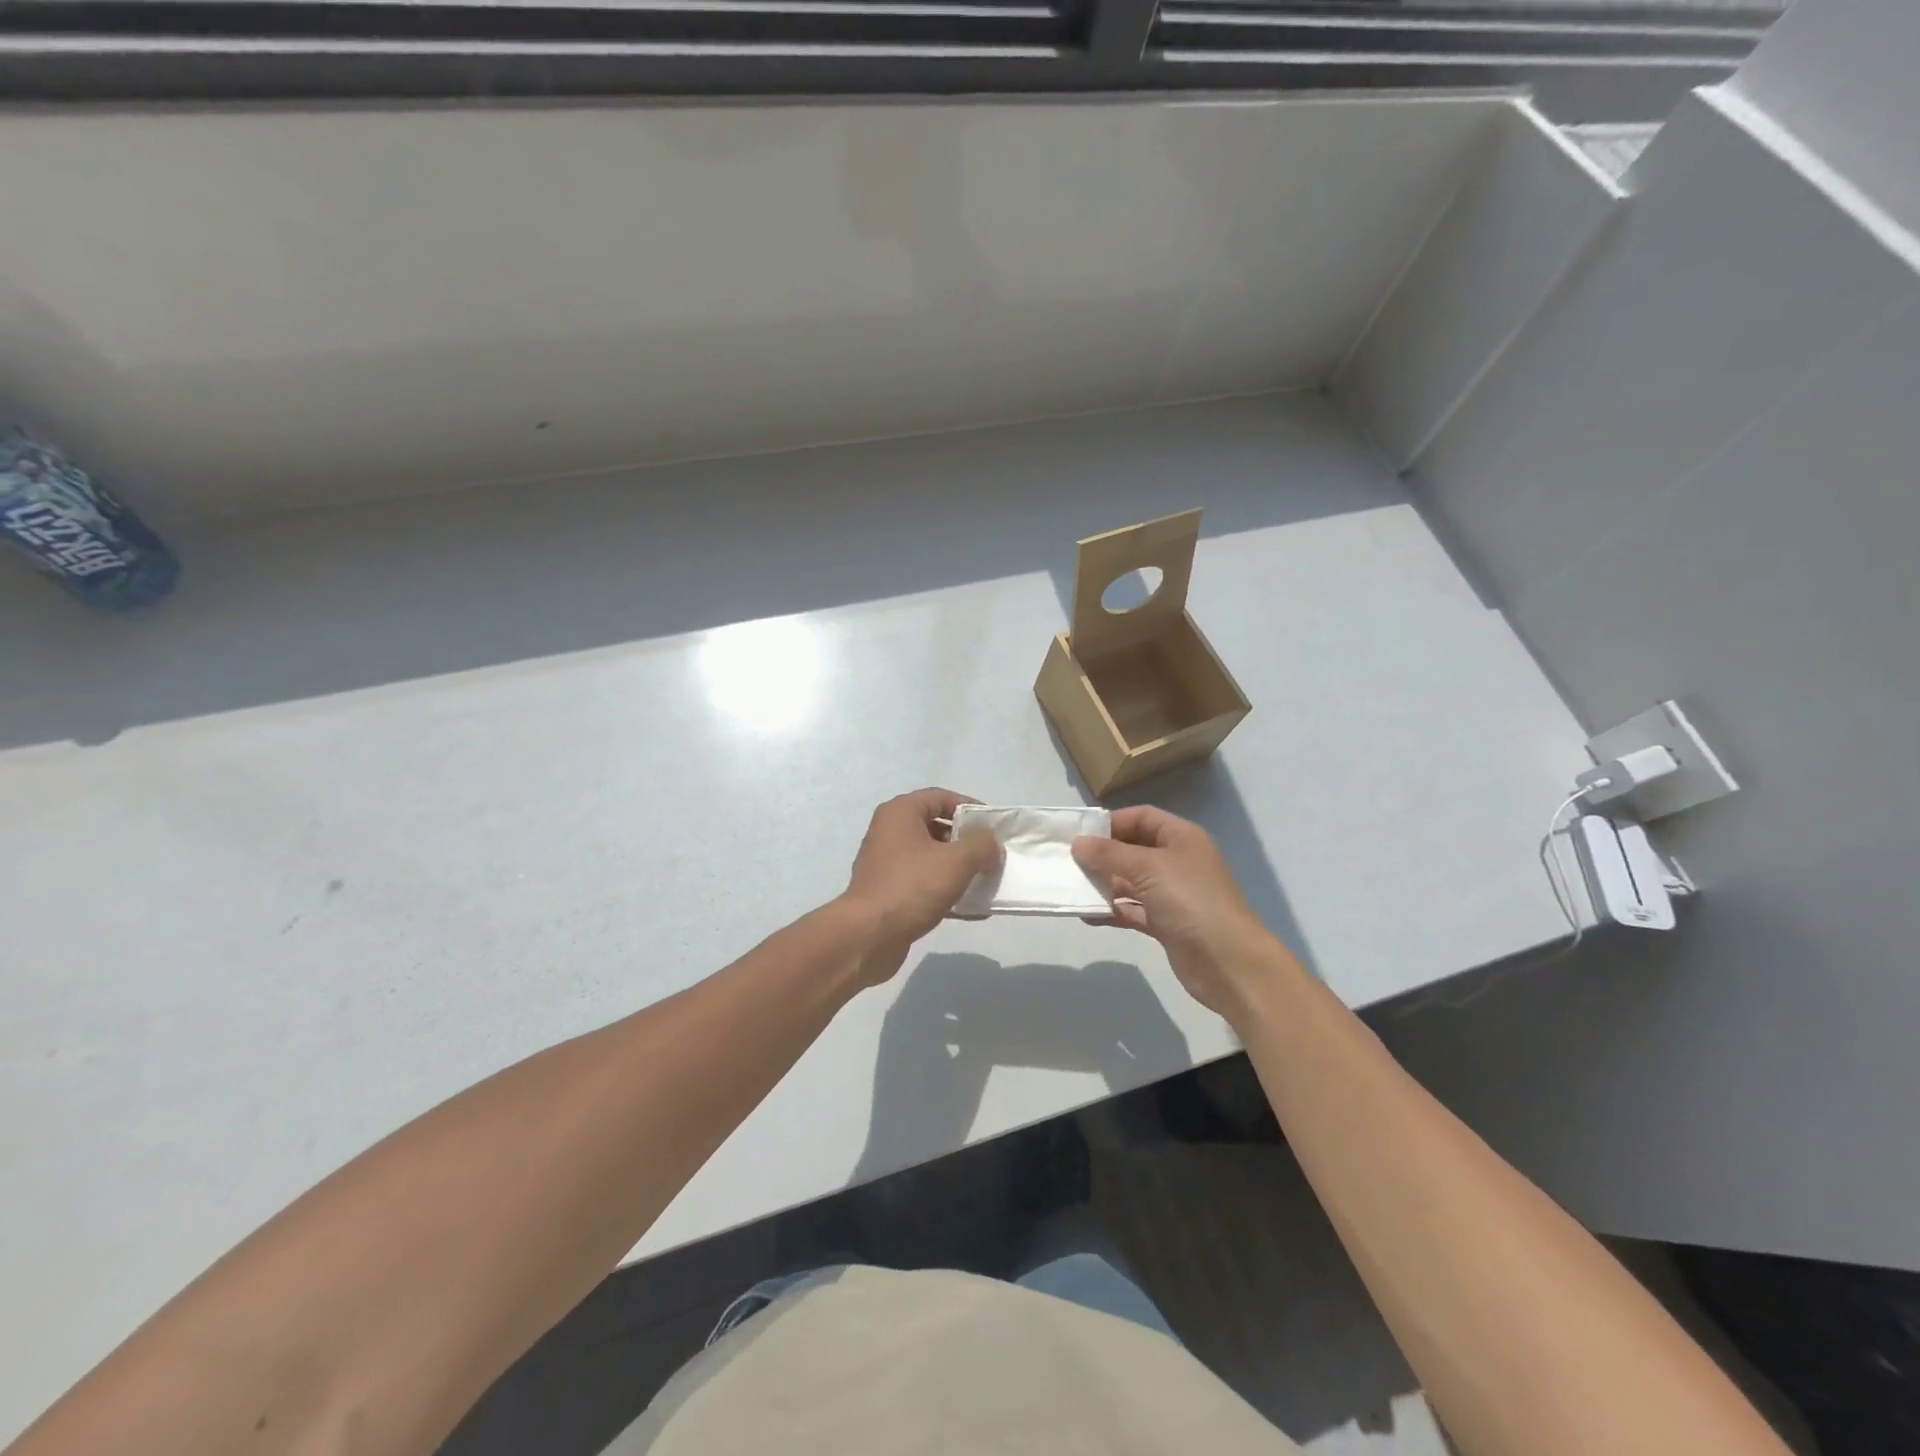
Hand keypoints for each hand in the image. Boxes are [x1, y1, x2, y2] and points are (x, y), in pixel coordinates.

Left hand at [839, 788, 1000, 985]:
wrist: (869, 936)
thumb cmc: (912, 886)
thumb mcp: (957, 861)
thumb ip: (981, 845)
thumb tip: (991, 842)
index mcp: (900, 813)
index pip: (941, 797)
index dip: (970, 808)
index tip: (993, 827)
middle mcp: (889, 832)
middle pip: (936, 826)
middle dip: (966, 841)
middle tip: (990, 856)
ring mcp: (886, 863)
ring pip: (930, 857)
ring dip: (957, 867)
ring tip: (983, 881)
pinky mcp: (888, 891)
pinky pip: (923, 882)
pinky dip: (944, 889)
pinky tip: (968, 908)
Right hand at [1072, 806, 1288, 1017]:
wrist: (1228, 962)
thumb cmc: (1190, 901)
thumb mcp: (1147, 868)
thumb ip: (1109, 854)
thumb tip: (1078, 843)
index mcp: (1181, 838)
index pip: (1142, 817)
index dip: (1112, 822)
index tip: (1080, 834)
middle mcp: (1177, 861)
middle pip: (1133, 849)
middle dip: (1103, 855)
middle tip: (1069, 862)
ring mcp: (1172, 894)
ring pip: (1130, 881)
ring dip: (1104, 884)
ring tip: (1072, 888)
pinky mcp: (1166, 924)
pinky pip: (1132, 909)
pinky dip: (1112, 910)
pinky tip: (1087, 915)